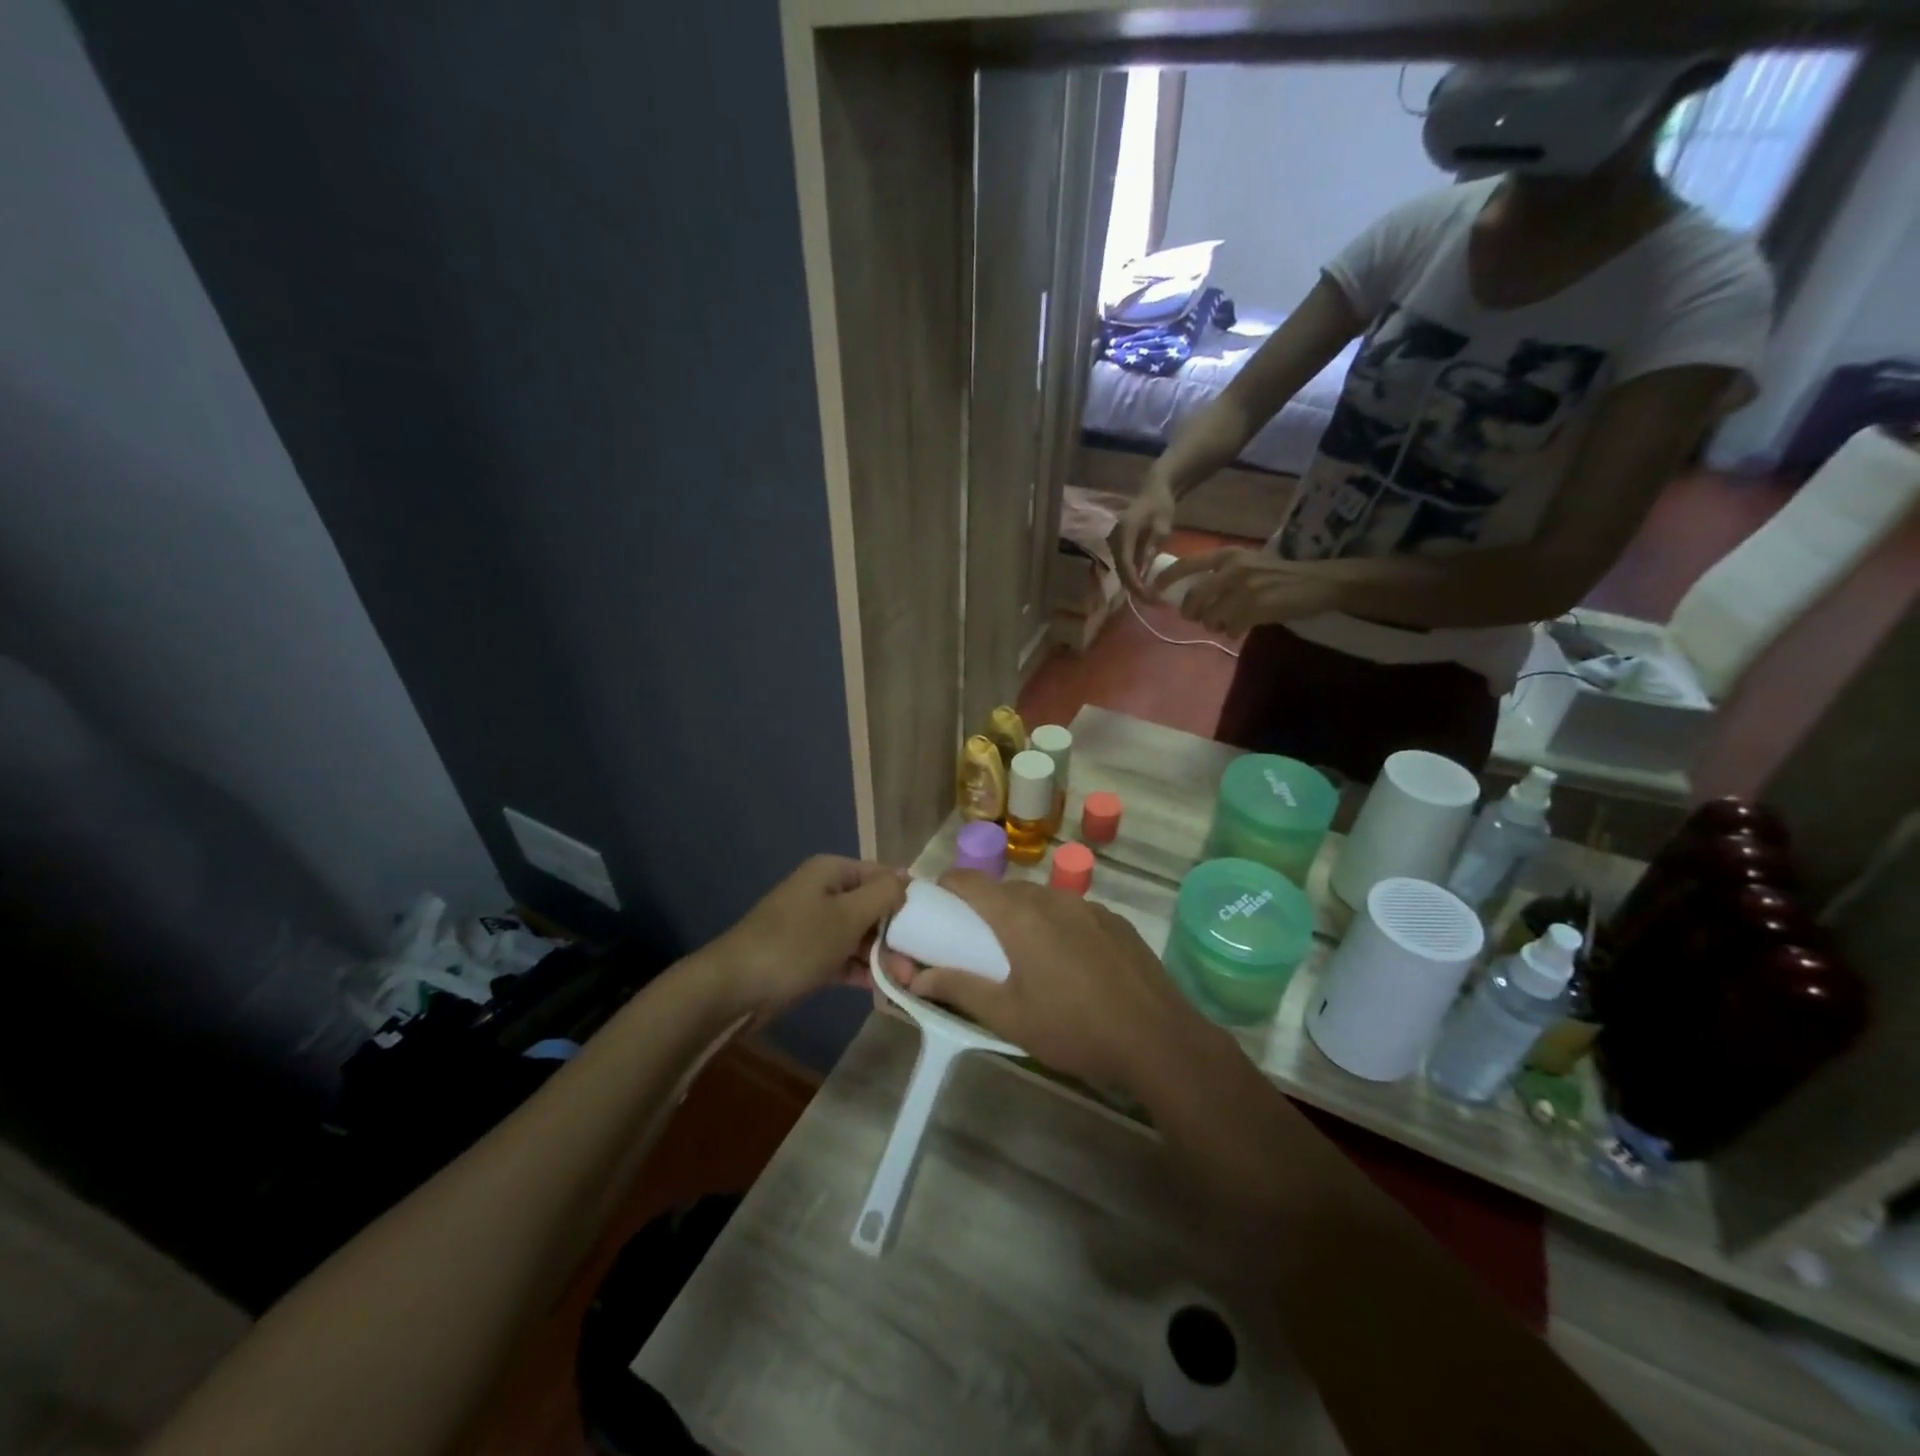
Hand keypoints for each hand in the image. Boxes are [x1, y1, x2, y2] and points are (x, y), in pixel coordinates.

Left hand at [702, 856, 905, 1016]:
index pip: (881, 874)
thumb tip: (907, 881)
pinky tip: (885, 989)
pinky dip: (861, 970)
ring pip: (858, 935)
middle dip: (896, 932)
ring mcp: (812, 926)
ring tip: (907, 980)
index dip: (907, 895)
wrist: (733, 988)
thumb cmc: (796, 943)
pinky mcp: (805, 957)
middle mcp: (822, 892)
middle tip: (919, 962)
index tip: (934, 922)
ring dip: (882, 955)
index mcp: (831, 872)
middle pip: (871, 906)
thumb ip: (883, 895)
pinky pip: (842, 957)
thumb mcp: (847, 916)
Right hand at [882, 871, 1230, 1091]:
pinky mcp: (1115, 920)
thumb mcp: (1008, 1017)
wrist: (1157, 1038)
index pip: (969, 881)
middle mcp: (1052, 899)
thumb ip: (960, 989)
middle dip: (985, 909)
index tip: (937, 909)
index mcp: (1019, 916)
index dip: (947, 888)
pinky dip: (1058, 925)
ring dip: (1023, 916)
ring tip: (1025, 956)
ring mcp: (1088, 906)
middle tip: (978, 945)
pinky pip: (1072, 911)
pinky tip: (1070, 963)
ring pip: (1041, 899)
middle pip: (1005, 890)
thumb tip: (916, 977)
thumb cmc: (1073, 1028)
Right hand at [1114, 467, 1176, 595]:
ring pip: (1120, 568)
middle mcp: (1114, 538)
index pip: (1125, 562)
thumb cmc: (1160, 505)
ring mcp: (1114, 541)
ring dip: (1132, 583)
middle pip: (1120, 569)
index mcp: (1124, 531)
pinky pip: (1123, 563)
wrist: (1154, 490)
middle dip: (1133, 586)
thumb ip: (1152, 546)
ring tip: (1147, 596)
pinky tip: (1143, 584)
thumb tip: (1144, 570)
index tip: (1145, 595)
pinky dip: (1132, 575)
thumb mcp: (1162, 525)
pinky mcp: (1118, 545)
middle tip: (1148, 601)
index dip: (1133, 581)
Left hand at [1155, 548, 1346, 633]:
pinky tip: (1245, 626)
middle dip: (1191, 613)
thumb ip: (1222, 574)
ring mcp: (1245, 588)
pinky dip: (1233, 632)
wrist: (1320, 581)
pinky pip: (1230, 628)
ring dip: (1215, 625)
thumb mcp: (1249, 564)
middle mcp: (1233, 568)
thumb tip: (1192, 596)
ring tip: (1228, 622)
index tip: (1154, 589)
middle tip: (1199, 618)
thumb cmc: (1282, 574)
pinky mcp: (1256, 607)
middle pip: (1193, 598)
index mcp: (1229, 555)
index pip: (1187, 564)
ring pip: (1210, 617)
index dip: (1167, 578)